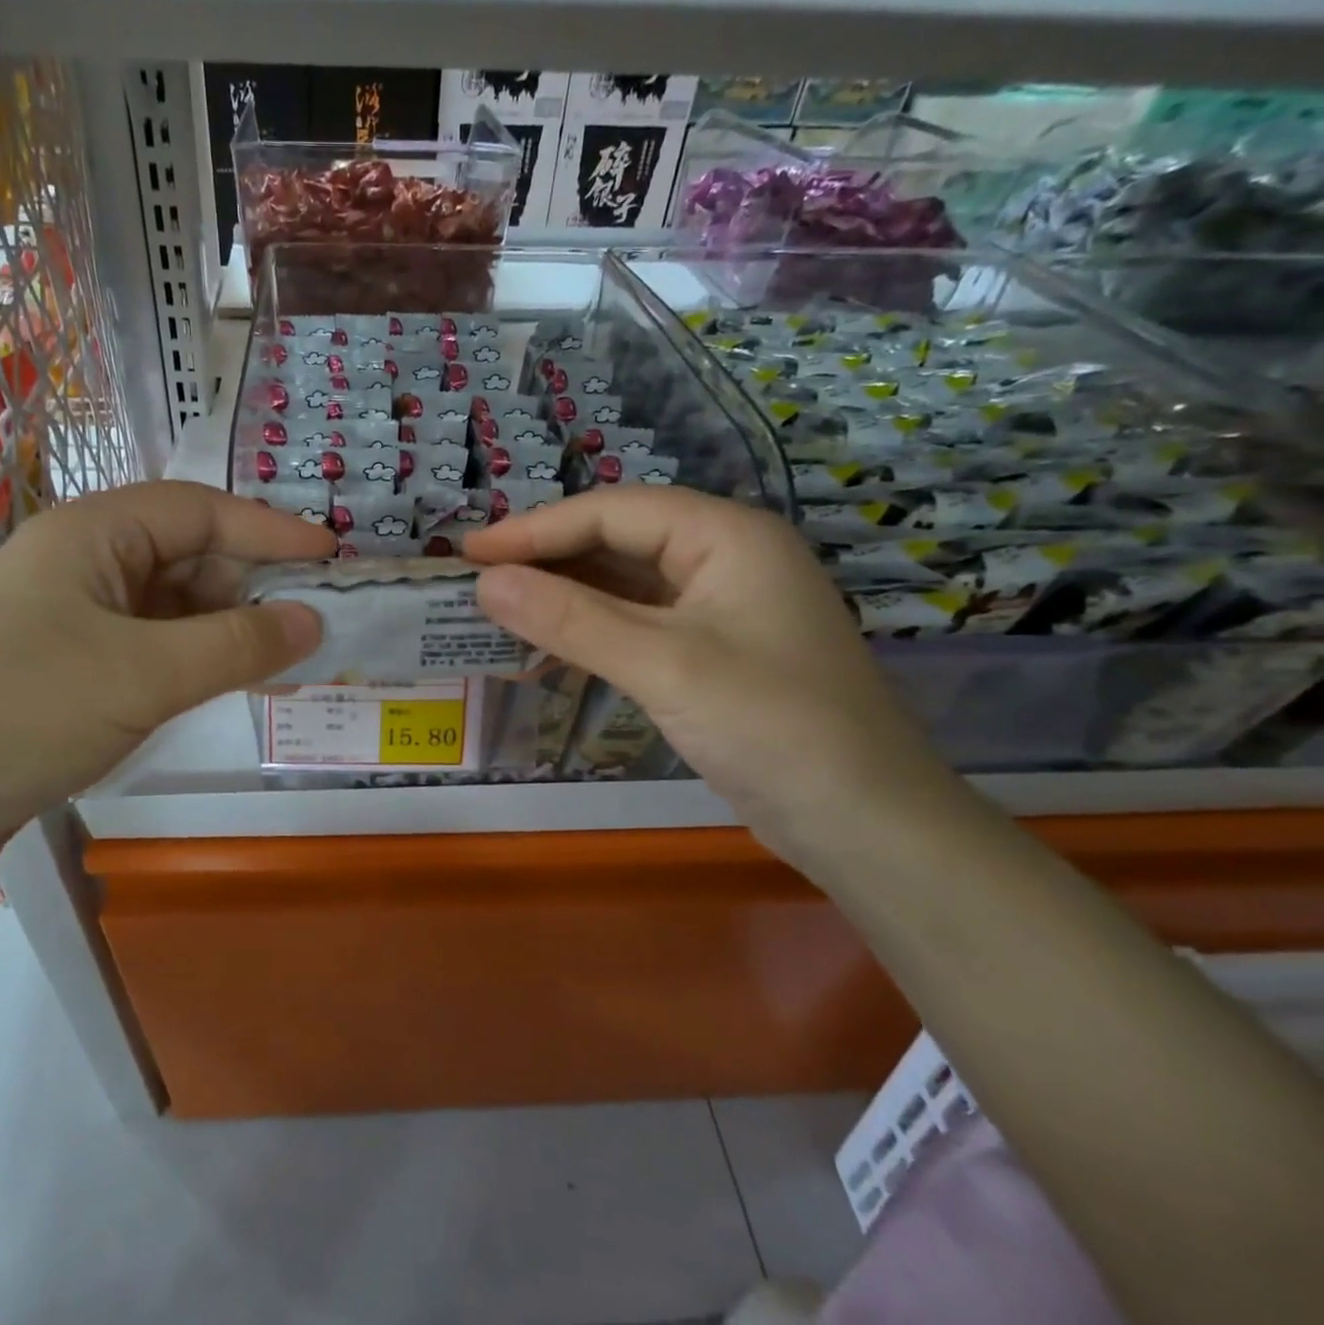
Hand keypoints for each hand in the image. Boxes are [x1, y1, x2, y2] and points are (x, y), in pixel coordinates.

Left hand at [0, 482, 332, 895]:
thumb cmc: (22, 712)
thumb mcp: (144, 674)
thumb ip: (238, 644)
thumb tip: (314, 622)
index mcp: (92, 534)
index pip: (201, 511)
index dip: (270, 531)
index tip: (331, 557)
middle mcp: (83, 562)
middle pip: (188, 556)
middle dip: (251, 587)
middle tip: (313, 623)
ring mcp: (74, 616)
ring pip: (172, 607)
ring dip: (226, 630)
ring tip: (283, 661)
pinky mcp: (70, 666)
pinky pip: (152, 647)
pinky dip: (195, 661)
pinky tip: (228, 685)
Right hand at [463, 486, 957, 853]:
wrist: (868, 827)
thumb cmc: (773, 728)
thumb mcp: (663, 665)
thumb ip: (570, 618)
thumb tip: (484, 582)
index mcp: (726, 536)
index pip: (613, 511)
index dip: (536, 528)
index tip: (470, 550)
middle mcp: (724, 558)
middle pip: (618, 540)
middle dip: (547, 558)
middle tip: (477, 578)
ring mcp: (721, 607)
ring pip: (624, 584)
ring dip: (564, 596)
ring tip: (498, 608)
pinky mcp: (713, 651)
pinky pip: (637, 623)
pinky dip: (590, 631)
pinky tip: (547, 646)